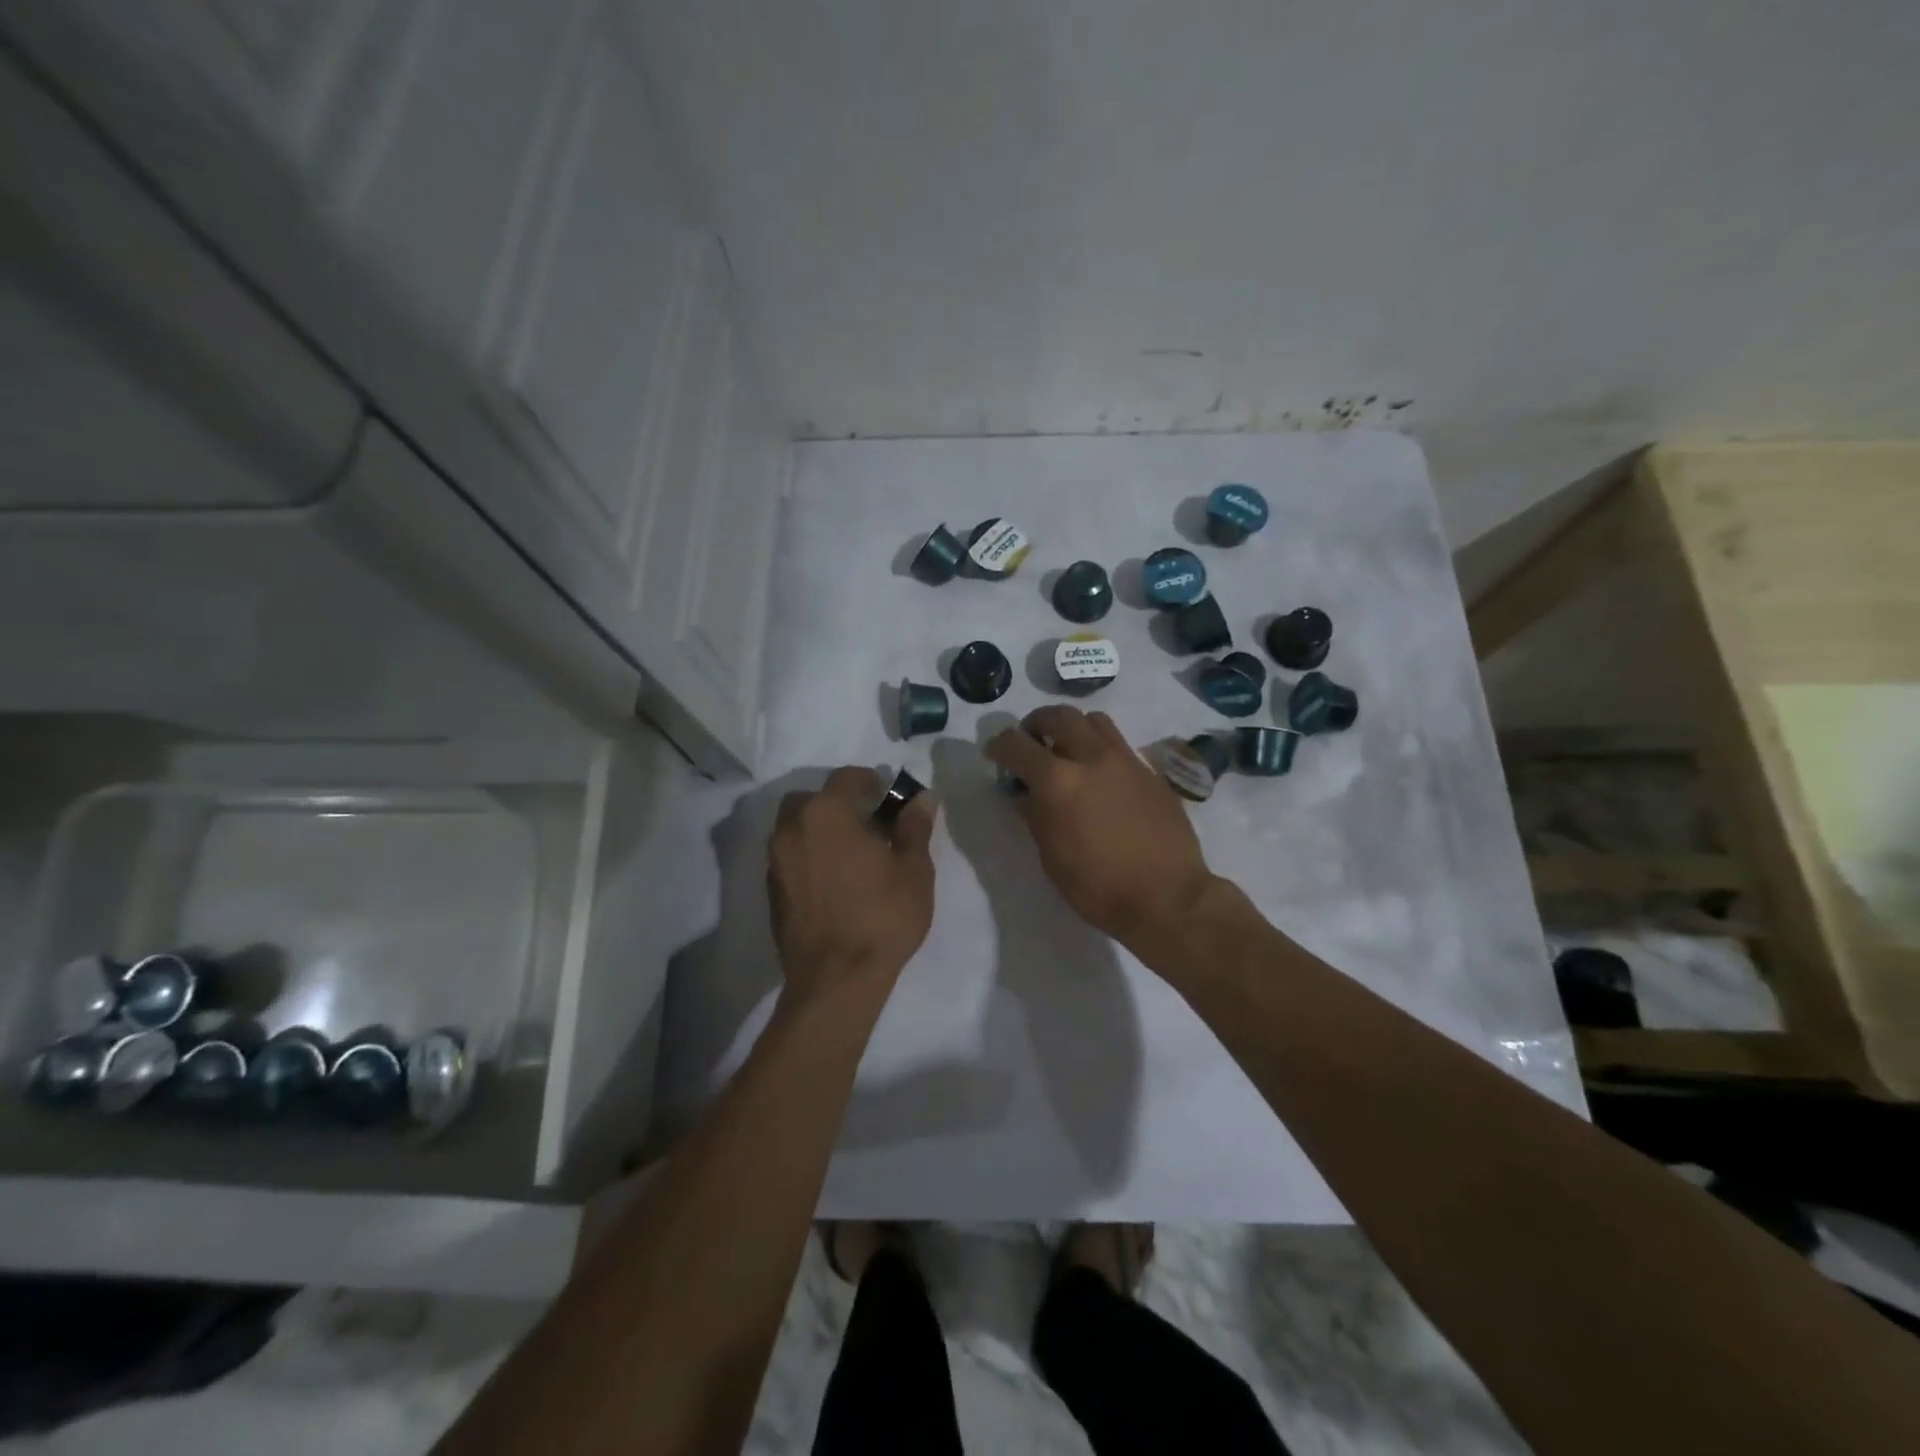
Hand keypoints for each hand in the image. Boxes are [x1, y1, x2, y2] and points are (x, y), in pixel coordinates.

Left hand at [767, 767, 935, 1007]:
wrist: (835, 980)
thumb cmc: (881, 917)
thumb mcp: (913, 870)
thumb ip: (914, 828)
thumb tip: (921, 799)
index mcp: (826, 813)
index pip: (846, 778)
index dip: (869, 781)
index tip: (888, 797)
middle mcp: (792, 828)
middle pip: (811, 800)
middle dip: (837, 804)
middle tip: (867, 825)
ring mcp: (776, 861)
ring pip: (795, 828)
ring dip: (819, 830)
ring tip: (850, 854)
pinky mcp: (770, 891)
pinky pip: (789, 857)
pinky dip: (808, 856)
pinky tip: (833, 880)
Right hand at [985, 707, 1218, 955]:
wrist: (1168, 897)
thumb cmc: (1099, 887)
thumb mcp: (1052, 857)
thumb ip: (1035, 816)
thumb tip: (1025, 794)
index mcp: (1058, 781)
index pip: (1016, 745)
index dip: (999, 746)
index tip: (995, 754)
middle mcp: (1091, 758)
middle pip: (1058, 716)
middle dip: (1036, 724)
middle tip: (1030, 742)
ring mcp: (1125, 760)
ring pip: (1094, 720)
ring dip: (1072, 728)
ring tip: (1067, 750)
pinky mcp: (1150, 771)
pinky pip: (1119, 743)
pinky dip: (1099, 747)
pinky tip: (1100, 775)